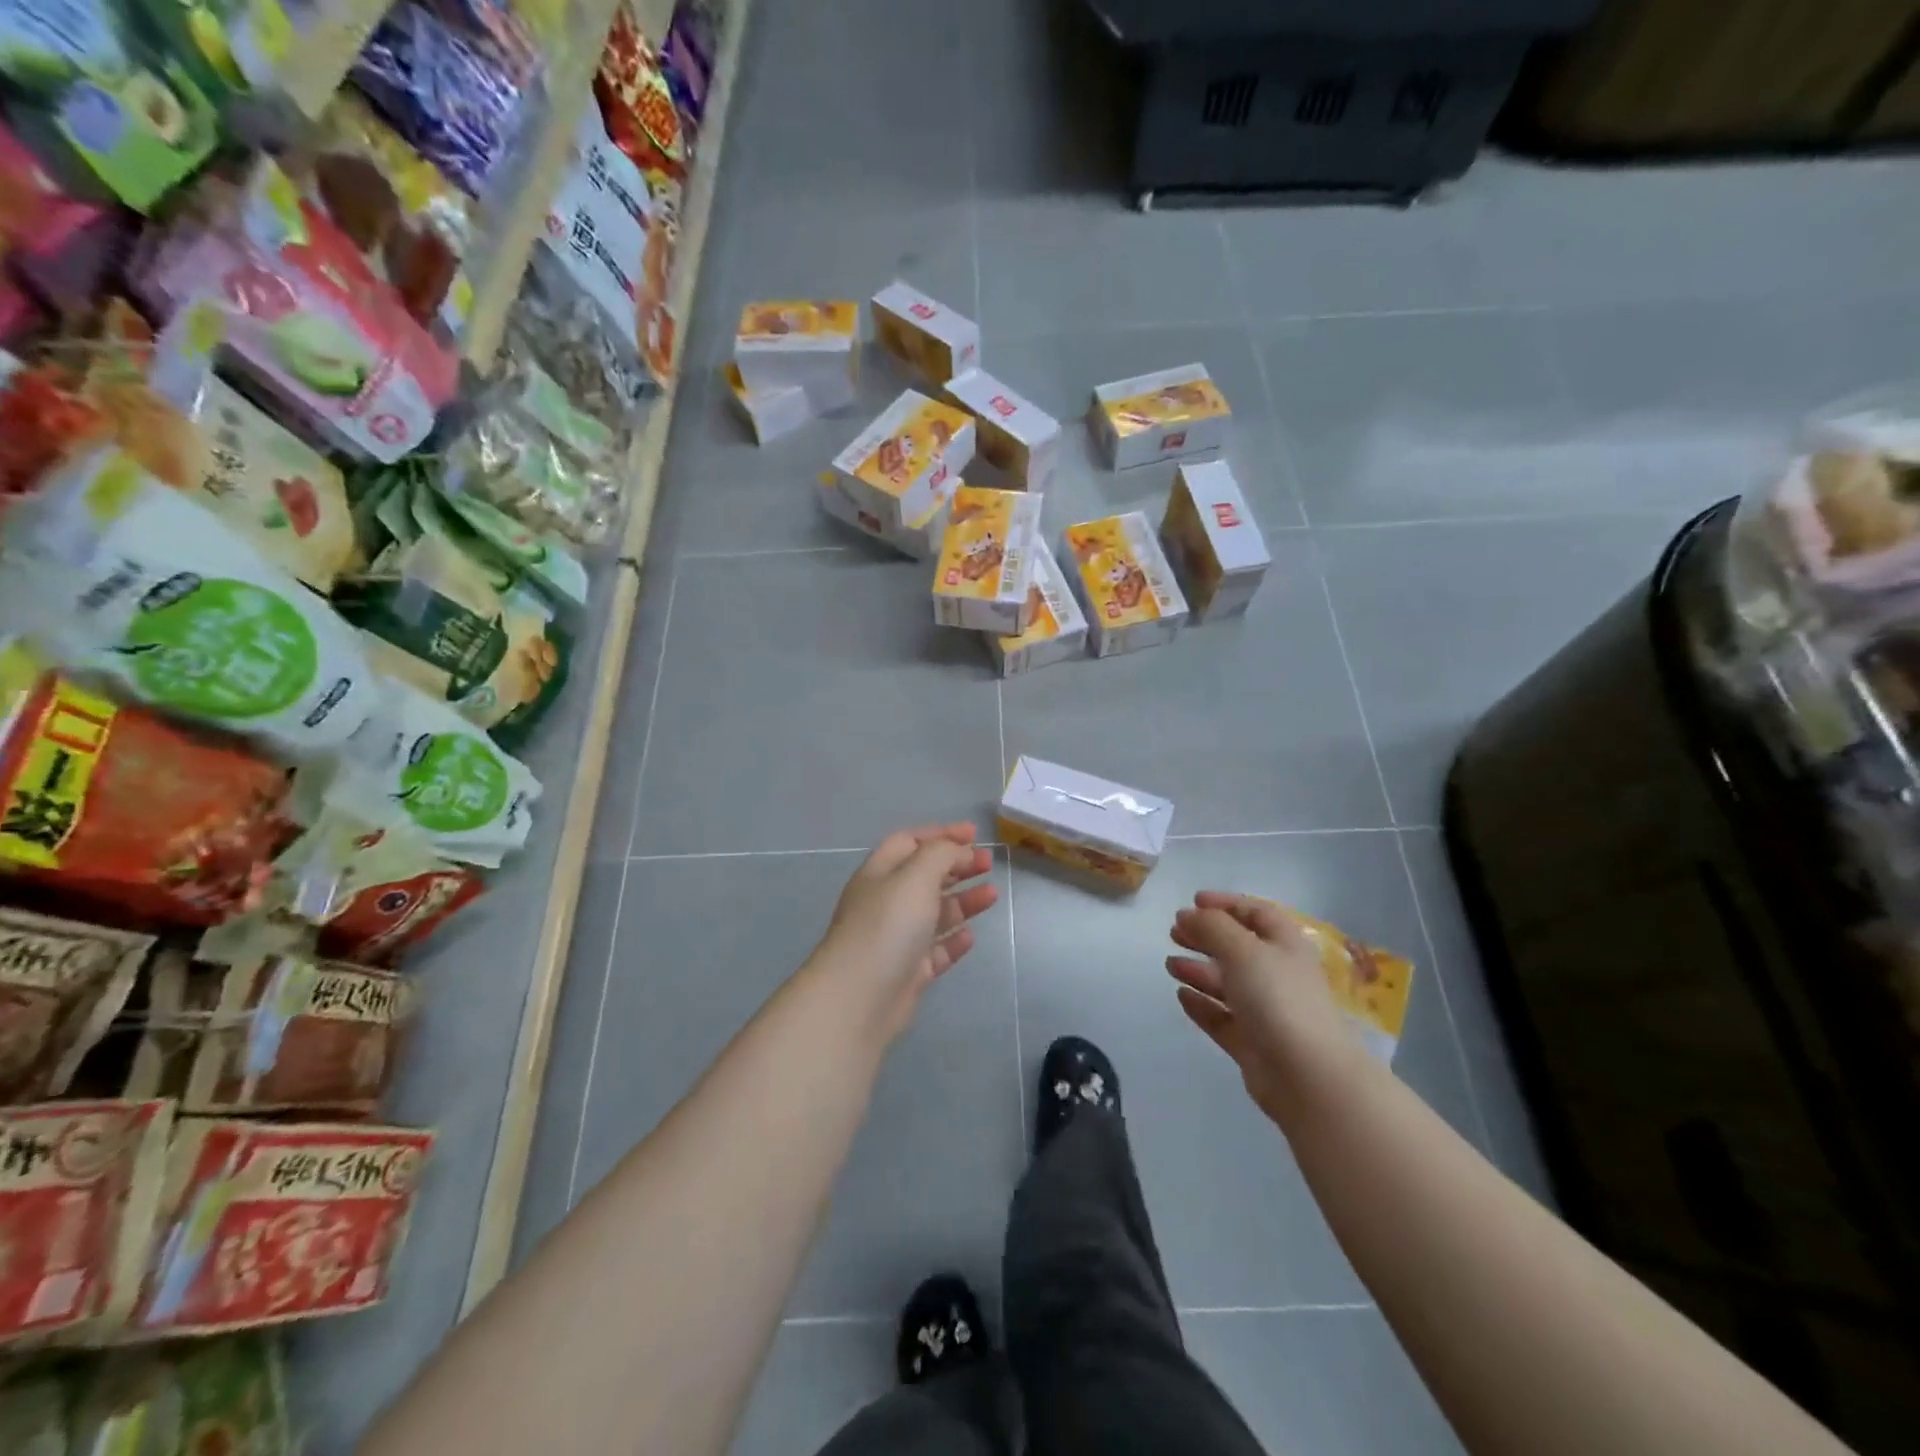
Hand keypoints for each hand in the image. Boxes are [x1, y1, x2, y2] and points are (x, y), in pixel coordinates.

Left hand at [814, 824, 997, 1041]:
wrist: (859, 997)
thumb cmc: (887, 925)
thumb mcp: (916, 876)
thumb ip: (941, 854)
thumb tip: (959, 851)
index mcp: (880, 873)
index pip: (910, 842)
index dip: (941, 834)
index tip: (974, 834)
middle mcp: (885, 902)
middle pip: (924, 876)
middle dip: (957, 866)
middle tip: (988, 863)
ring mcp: (896, 939)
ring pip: (934, 913)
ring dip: (963, 900)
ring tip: (992, 895)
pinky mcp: (907, 972)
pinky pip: (935, 950)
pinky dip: (953, 940)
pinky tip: (970, 936)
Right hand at [1167, 892, 1370, 1128]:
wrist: (1307, 1076)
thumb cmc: (1277, 998)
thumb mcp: (1242, 949)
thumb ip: (1211, 926)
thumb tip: (1187, 914)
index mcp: (1286, 945)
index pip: (1256, 913)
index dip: (1226, 904)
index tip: (1193, 902)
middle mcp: (1278, 974)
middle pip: (1238, 947)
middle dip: (1206, 936)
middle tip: (1174, 932)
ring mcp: (1266, 1011)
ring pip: (1228, 983)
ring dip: (1199, 970)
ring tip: (1170, 965)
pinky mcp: (1253, 1042)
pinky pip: (1222, 1017)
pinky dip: (1202, 1004)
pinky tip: (1181, 996)